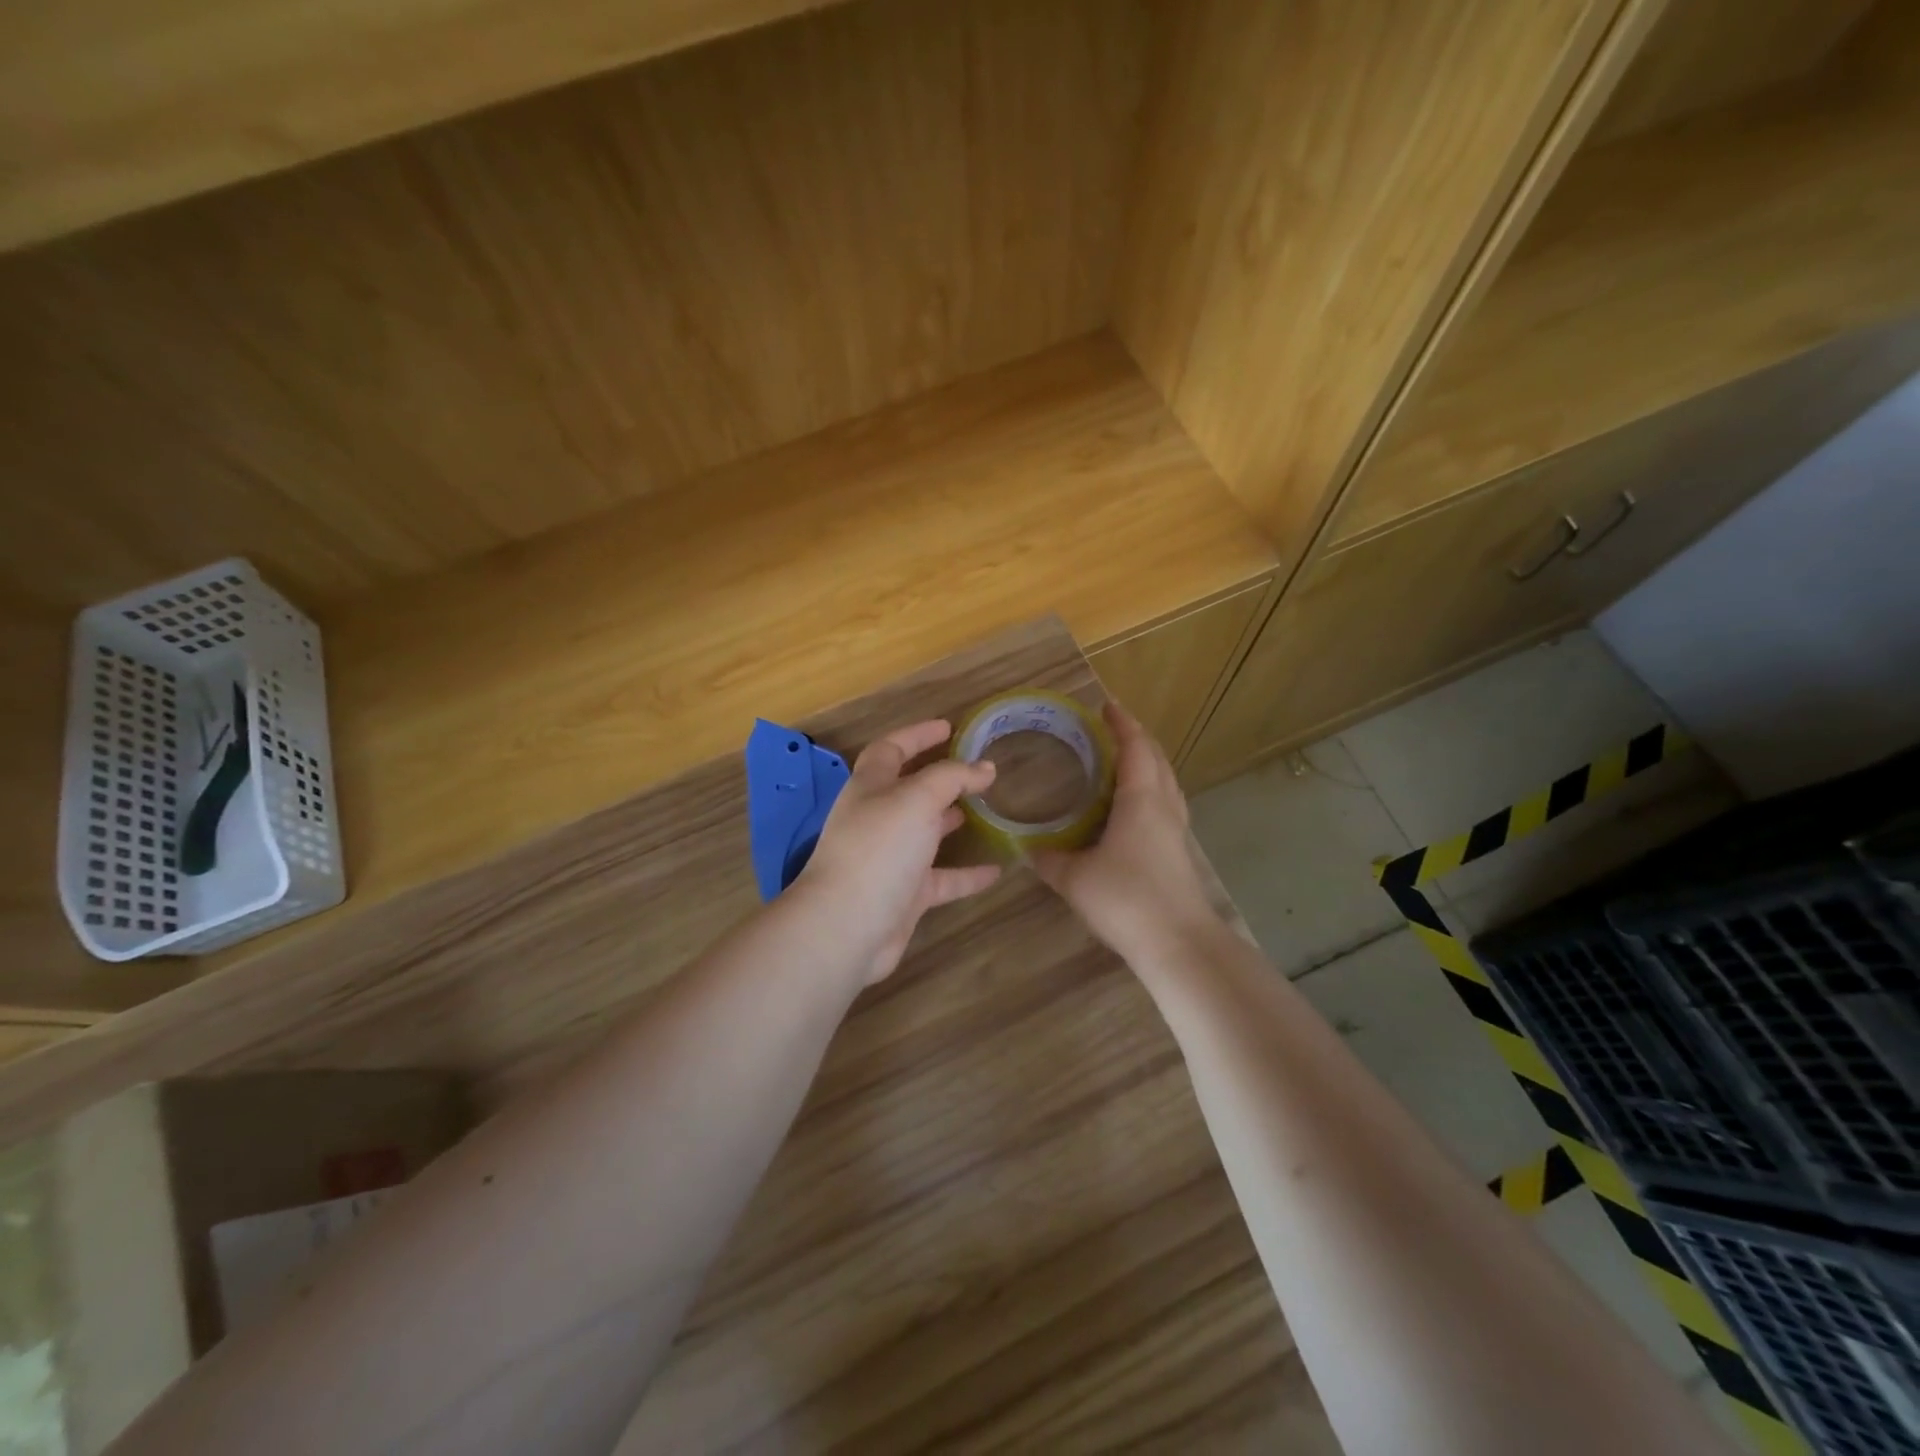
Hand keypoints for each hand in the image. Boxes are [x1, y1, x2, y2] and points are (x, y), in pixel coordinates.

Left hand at [793, 720, 1002, 984]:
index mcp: (870, 788)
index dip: (917, 735)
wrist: (846, 927)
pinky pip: (942, 879)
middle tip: (975, 770)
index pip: (891, 749)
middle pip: (908, 790)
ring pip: (925, 833)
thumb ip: (952, 778)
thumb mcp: (917, 799)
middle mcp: (877, 819)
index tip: (949, 727)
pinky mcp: (905, 896)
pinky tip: (998, 870)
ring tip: (987, 809)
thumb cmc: (878, 849)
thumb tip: (985, 767)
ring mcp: (890, 859)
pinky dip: (968, 874)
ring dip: (951, 820)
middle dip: (939, 778)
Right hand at [1032, 703, 1222, 965]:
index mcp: (1142, 799)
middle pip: (1157, 760)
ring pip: (1166, 783)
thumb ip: (1050, 860)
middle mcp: (1165, 807)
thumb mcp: (1076, 879)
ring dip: (1147, 765)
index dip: (1122, 724)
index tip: (1106, 707)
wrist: (1179, 944)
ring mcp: (1177, 831)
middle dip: (1137, 740)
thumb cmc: (1126, 899)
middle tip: (1111, 731)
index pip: (1135, 747)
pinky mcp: (1179, 854)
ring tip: (1121, 764)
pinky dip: (1149, 793)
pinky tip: (1131, 812)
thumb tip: (1030, 849)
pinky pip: (1165, 806)